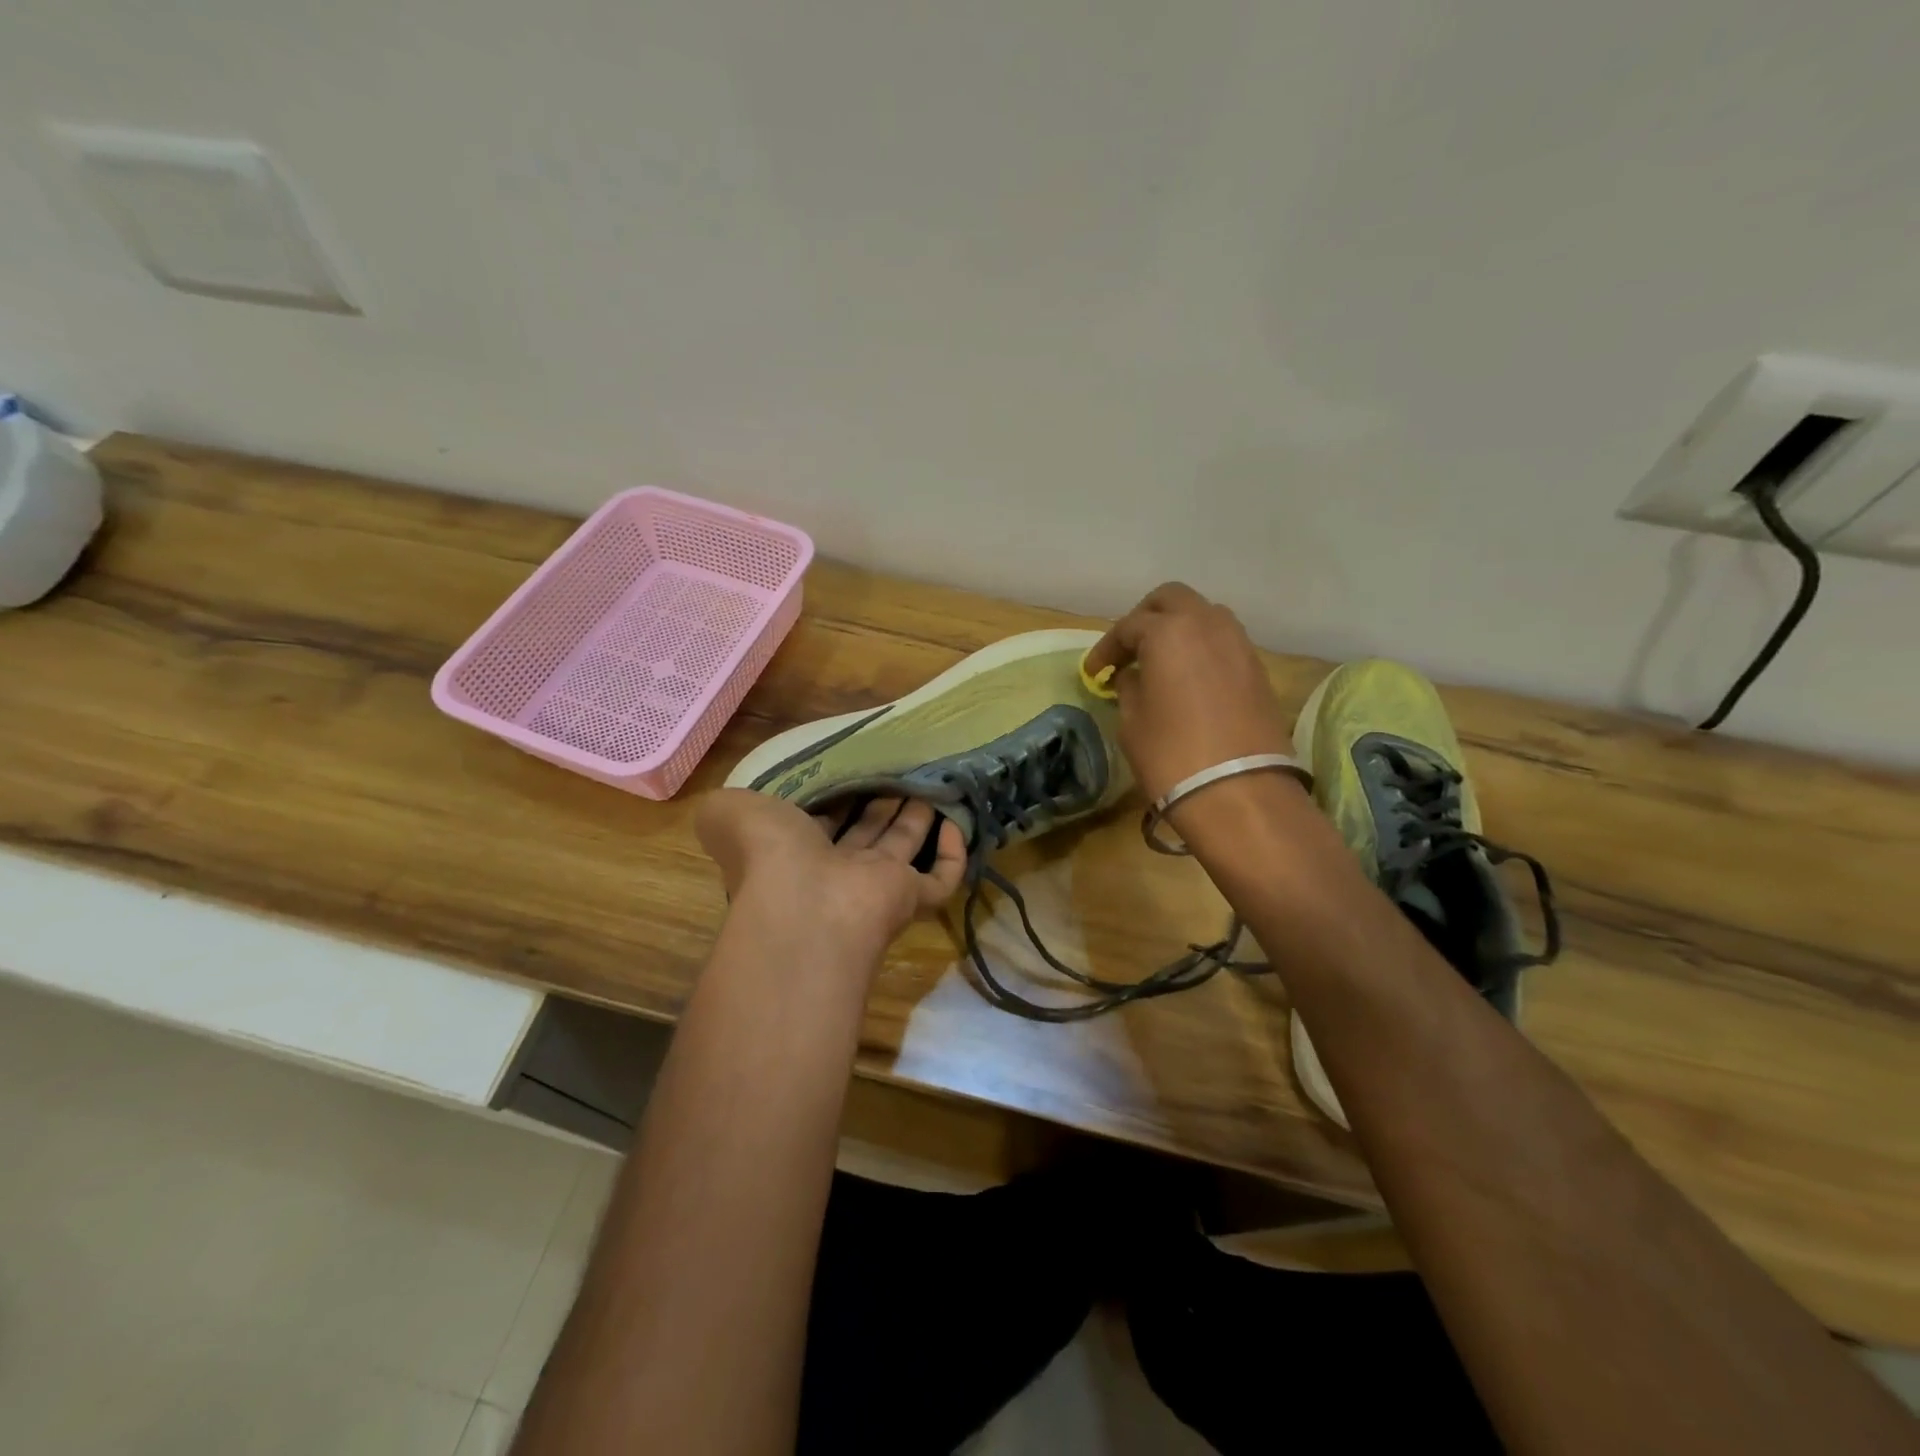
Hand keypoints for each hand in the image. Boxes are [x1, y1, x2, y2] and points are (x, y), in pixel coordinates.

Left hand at [695, 789, 965, 955]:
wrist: (806, 908)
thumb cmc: (769, 854)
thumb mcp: (729, 814)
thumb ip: (724, 806)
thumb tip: (723, 804)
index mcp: (792, 853)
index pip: (817, 822)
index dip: (832, 796)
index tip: (849, 767)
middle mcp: (834, 871)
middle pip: (864, 832)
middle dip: (879, 802)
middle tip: (898, 769)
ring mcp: (874, 888)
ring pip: (901, 847)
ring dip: (916, 816)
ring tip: (929, 780)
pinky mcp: (910, 900)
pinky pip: (940, 880)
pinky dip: (952, 854)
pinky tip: (956, 821)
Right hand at [1083, 582, 1292, 801]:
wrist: (1240, 793)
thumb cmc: (1171, 755)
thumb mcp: (1132, 722)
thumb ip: (1129, 688)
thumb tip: (1134, 676)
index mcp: (1169, 631)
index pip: (1129, 626)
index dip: (1106, 649)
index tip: (1094, 673)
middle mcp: (1207, 624)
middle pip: (1171, 599)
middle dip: (1145, 618)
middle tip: (1128, 649)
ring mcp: (1238, 644)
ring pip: (1204, 615)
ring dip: (1178, 629)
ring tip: (1159, 661)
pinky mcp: (1257, 669)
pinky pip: (1223, 642)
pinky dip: (1201, 649)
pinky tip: (1187, 678)